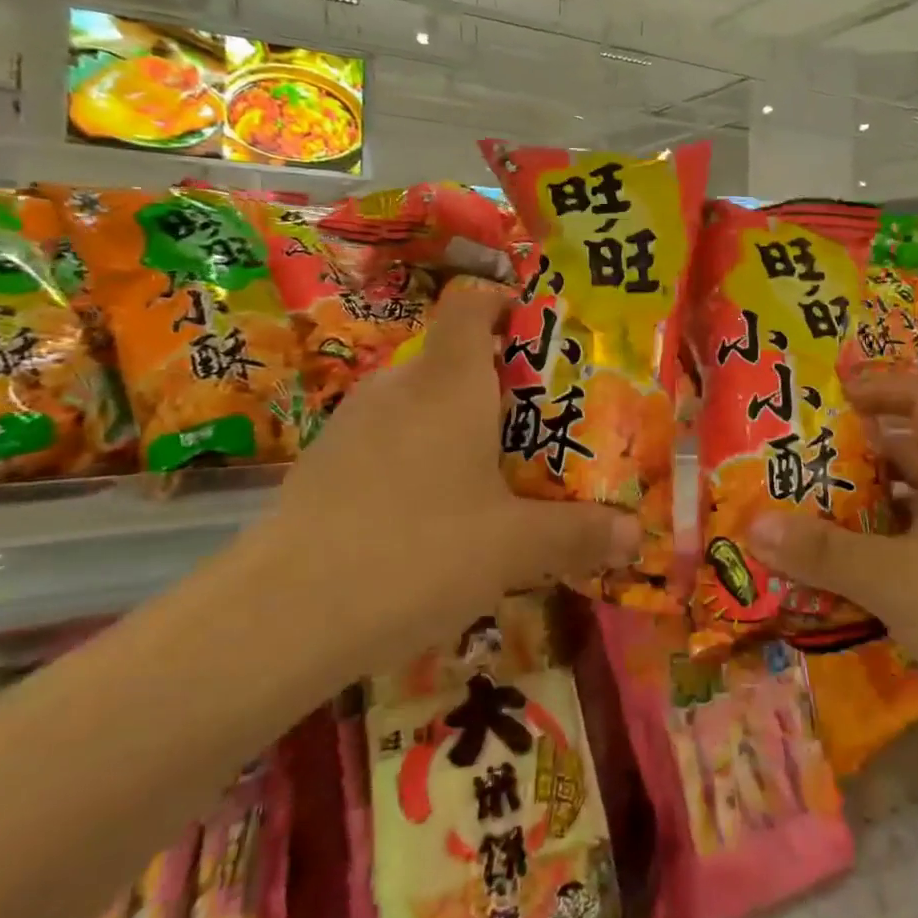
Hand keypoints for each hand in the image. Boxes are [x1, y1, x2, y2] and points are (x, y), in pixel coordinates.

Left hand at [234, 281, 639, 684]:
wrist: (281, 616)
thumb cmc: (417, 552)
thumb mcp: (514, 547)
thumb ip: (579, 534)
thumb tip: (636, 536)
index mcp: (448, 379)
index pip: (471, 301)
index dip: (507, 302)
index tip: (544, 336)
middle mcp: (398, 385)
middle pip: (455, 358)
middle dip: (504, 387)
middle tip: (544, 429)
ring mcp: (353, 423)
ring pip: (422, 405)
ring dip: (462, 429)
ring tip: (497, 480)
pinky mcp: (325, 463)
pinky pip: (390, 442)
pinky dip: (421, 460)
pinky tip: (435, 520)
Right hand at [747, 373, 917, 770]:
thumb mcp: (894, 581)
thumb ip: (822, 552)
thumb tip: (754, 524)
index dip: (880, 386)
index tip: (835, 396)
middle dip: (869, 453)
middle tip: (814, 467)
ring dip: (887, 504)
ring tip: (833, 519)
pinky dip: (911, 544)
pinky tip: (881, 578)